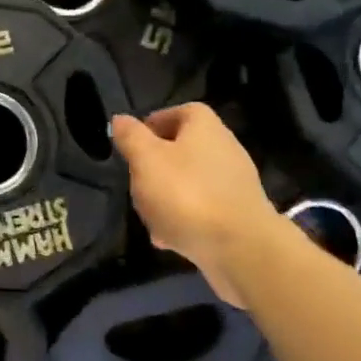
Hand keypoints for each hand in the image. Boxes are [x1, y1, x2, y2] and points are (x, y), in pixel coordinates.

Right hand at [110, 105, 283, 302]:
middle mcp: (223, 150)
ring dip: (165, 197)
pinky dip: (182, 220)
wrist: (239, 248)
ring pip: (189, 183)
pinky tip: (167, 238)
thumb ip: (131, 138)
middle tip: (134, 182)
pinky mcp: (236, 215)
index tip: (132, 143)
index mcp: (204, 128)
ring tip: (148, 216)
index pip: (180, 112)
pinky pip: (201, 211)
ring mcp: (232, 185)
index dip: (154, 123)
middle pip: (182, 150)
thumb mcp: (146, 160)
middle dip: (155, 167)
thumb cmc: (186, 194)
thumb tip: (120, 119)